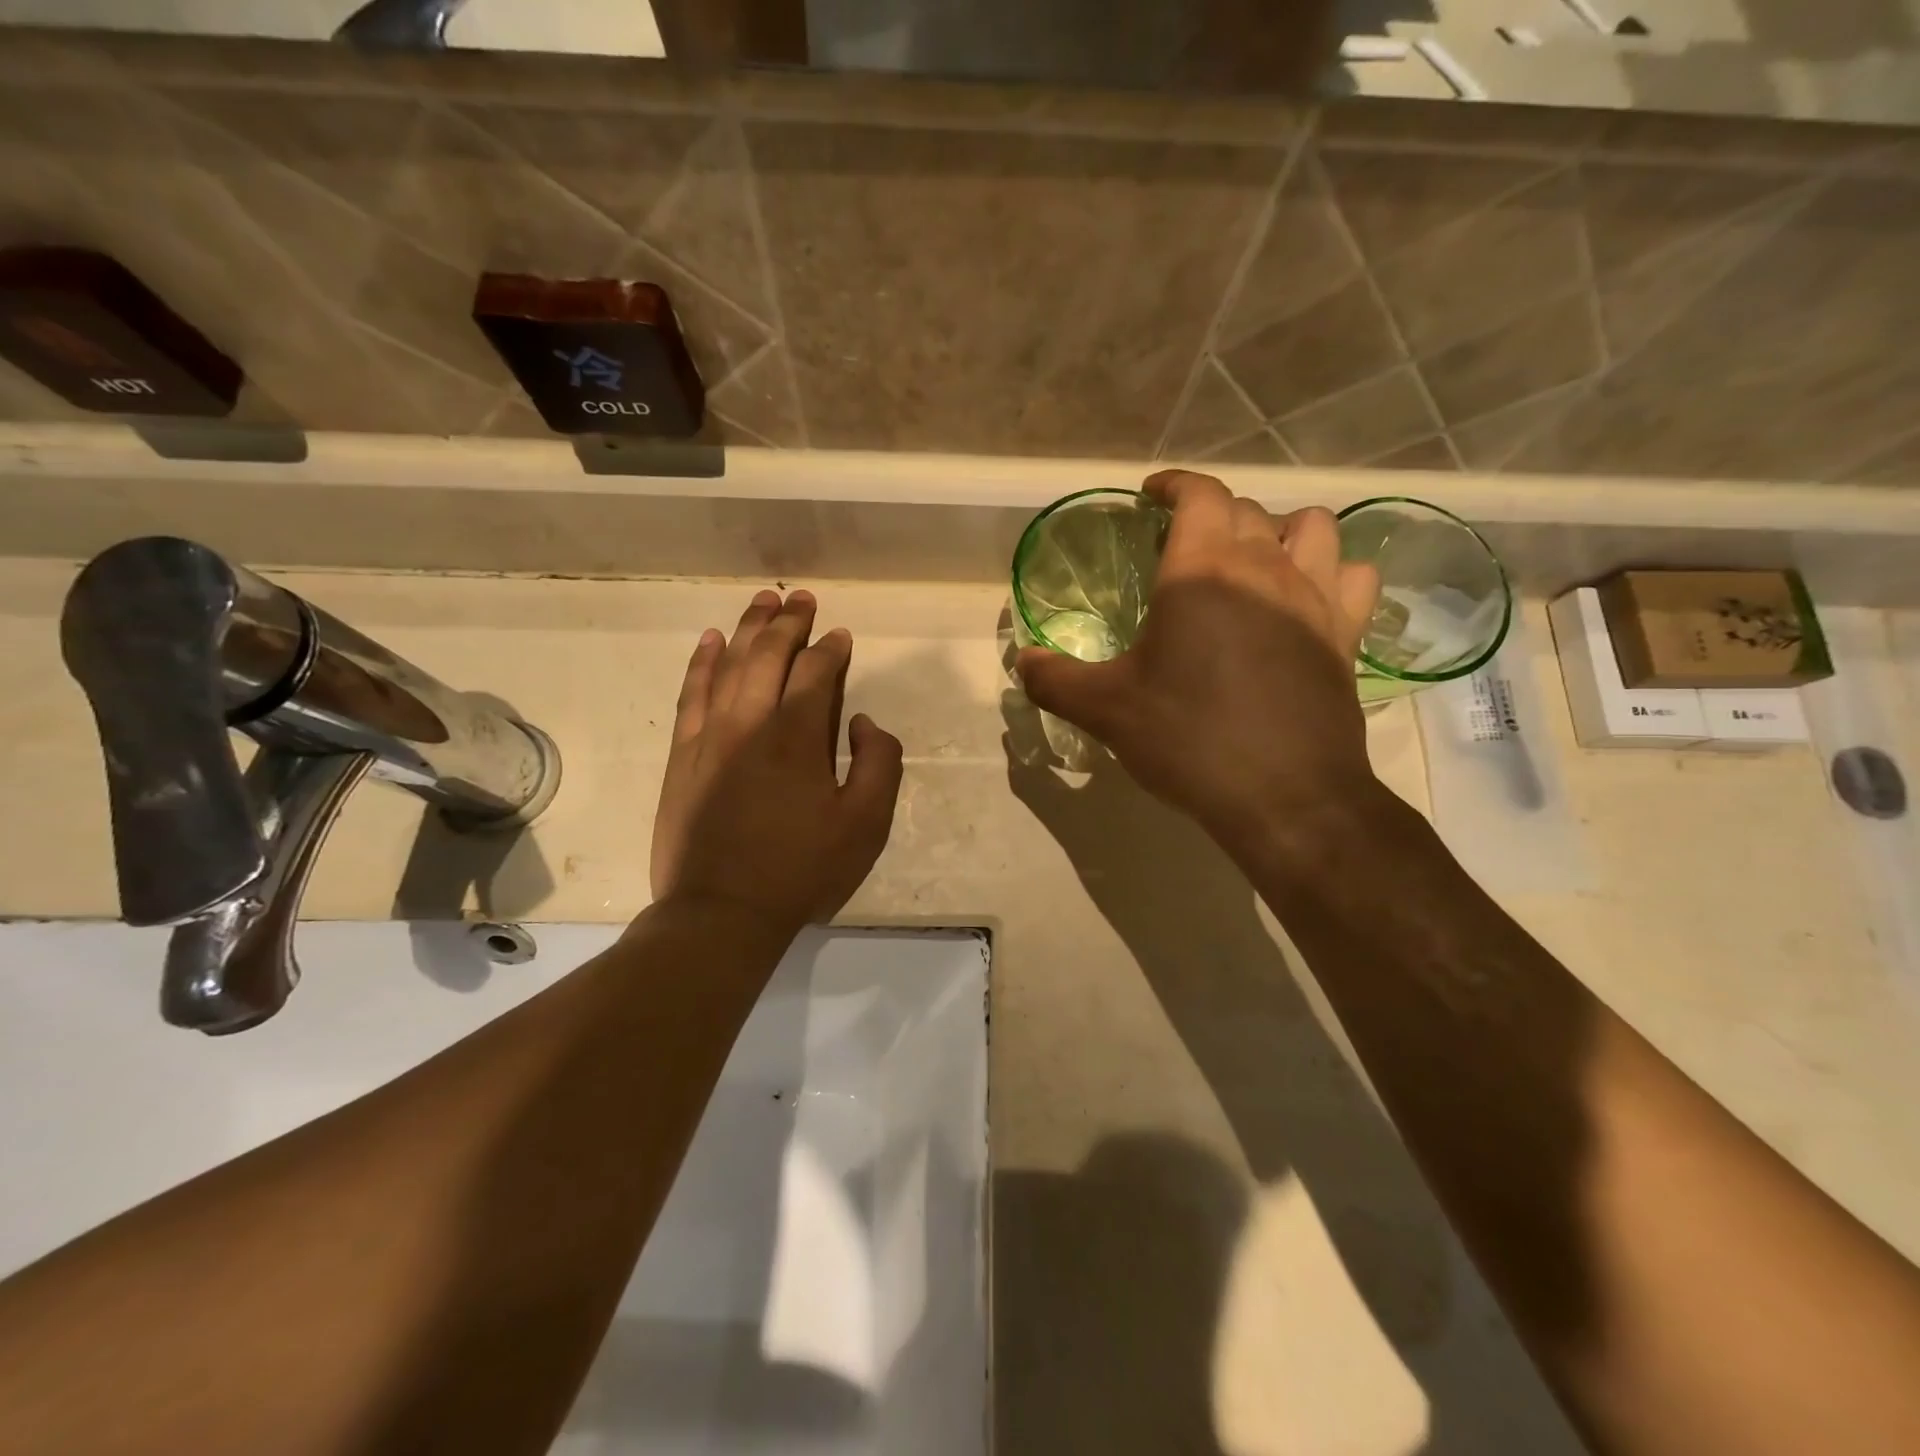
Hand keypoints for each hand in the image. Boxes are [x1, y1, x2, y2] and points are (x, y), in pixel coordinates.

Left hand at [650, 589, 903, 933]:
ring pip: (728, 664)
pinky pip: (691, 694)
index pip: (815, 673)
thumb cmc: (801, 871)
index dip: (831, 649)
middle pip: (768, 655)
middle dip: (789, 622)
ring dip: (747, 629)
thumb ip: (879, 763)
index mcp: (798, 737)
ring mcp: (710, 736)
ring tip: (761, 600)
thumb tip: (861, 722)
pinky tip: (710, 641)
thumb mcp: (865, 826)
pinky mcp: (683, 755)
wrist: (721, 912)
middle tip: (802, 598)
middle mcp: (750, 722)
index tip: (841, 635)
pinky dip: (702, 662)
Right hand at [1015, 470, 1380, 848]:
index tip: (1152, 496)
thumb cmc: (1187, 738)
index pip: (1199, 493)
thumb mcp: (1106, 710)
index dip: (1174, 485)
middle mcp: (1265, 566)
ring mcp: (1315, 598)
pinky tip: (1307, 598)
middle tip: (1183, 547)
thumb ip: (1056, 679)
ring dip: (1280, 530)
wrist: (1284, 796)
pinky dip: (1331, 572)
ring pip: (1312, 527)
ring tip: (1253, 560)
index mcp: (1202, 570)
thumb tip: (1023, 662)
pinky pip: (1353, 576)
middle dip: (1212, 515)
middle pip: (1247, 510)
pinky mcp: (1345, 635)